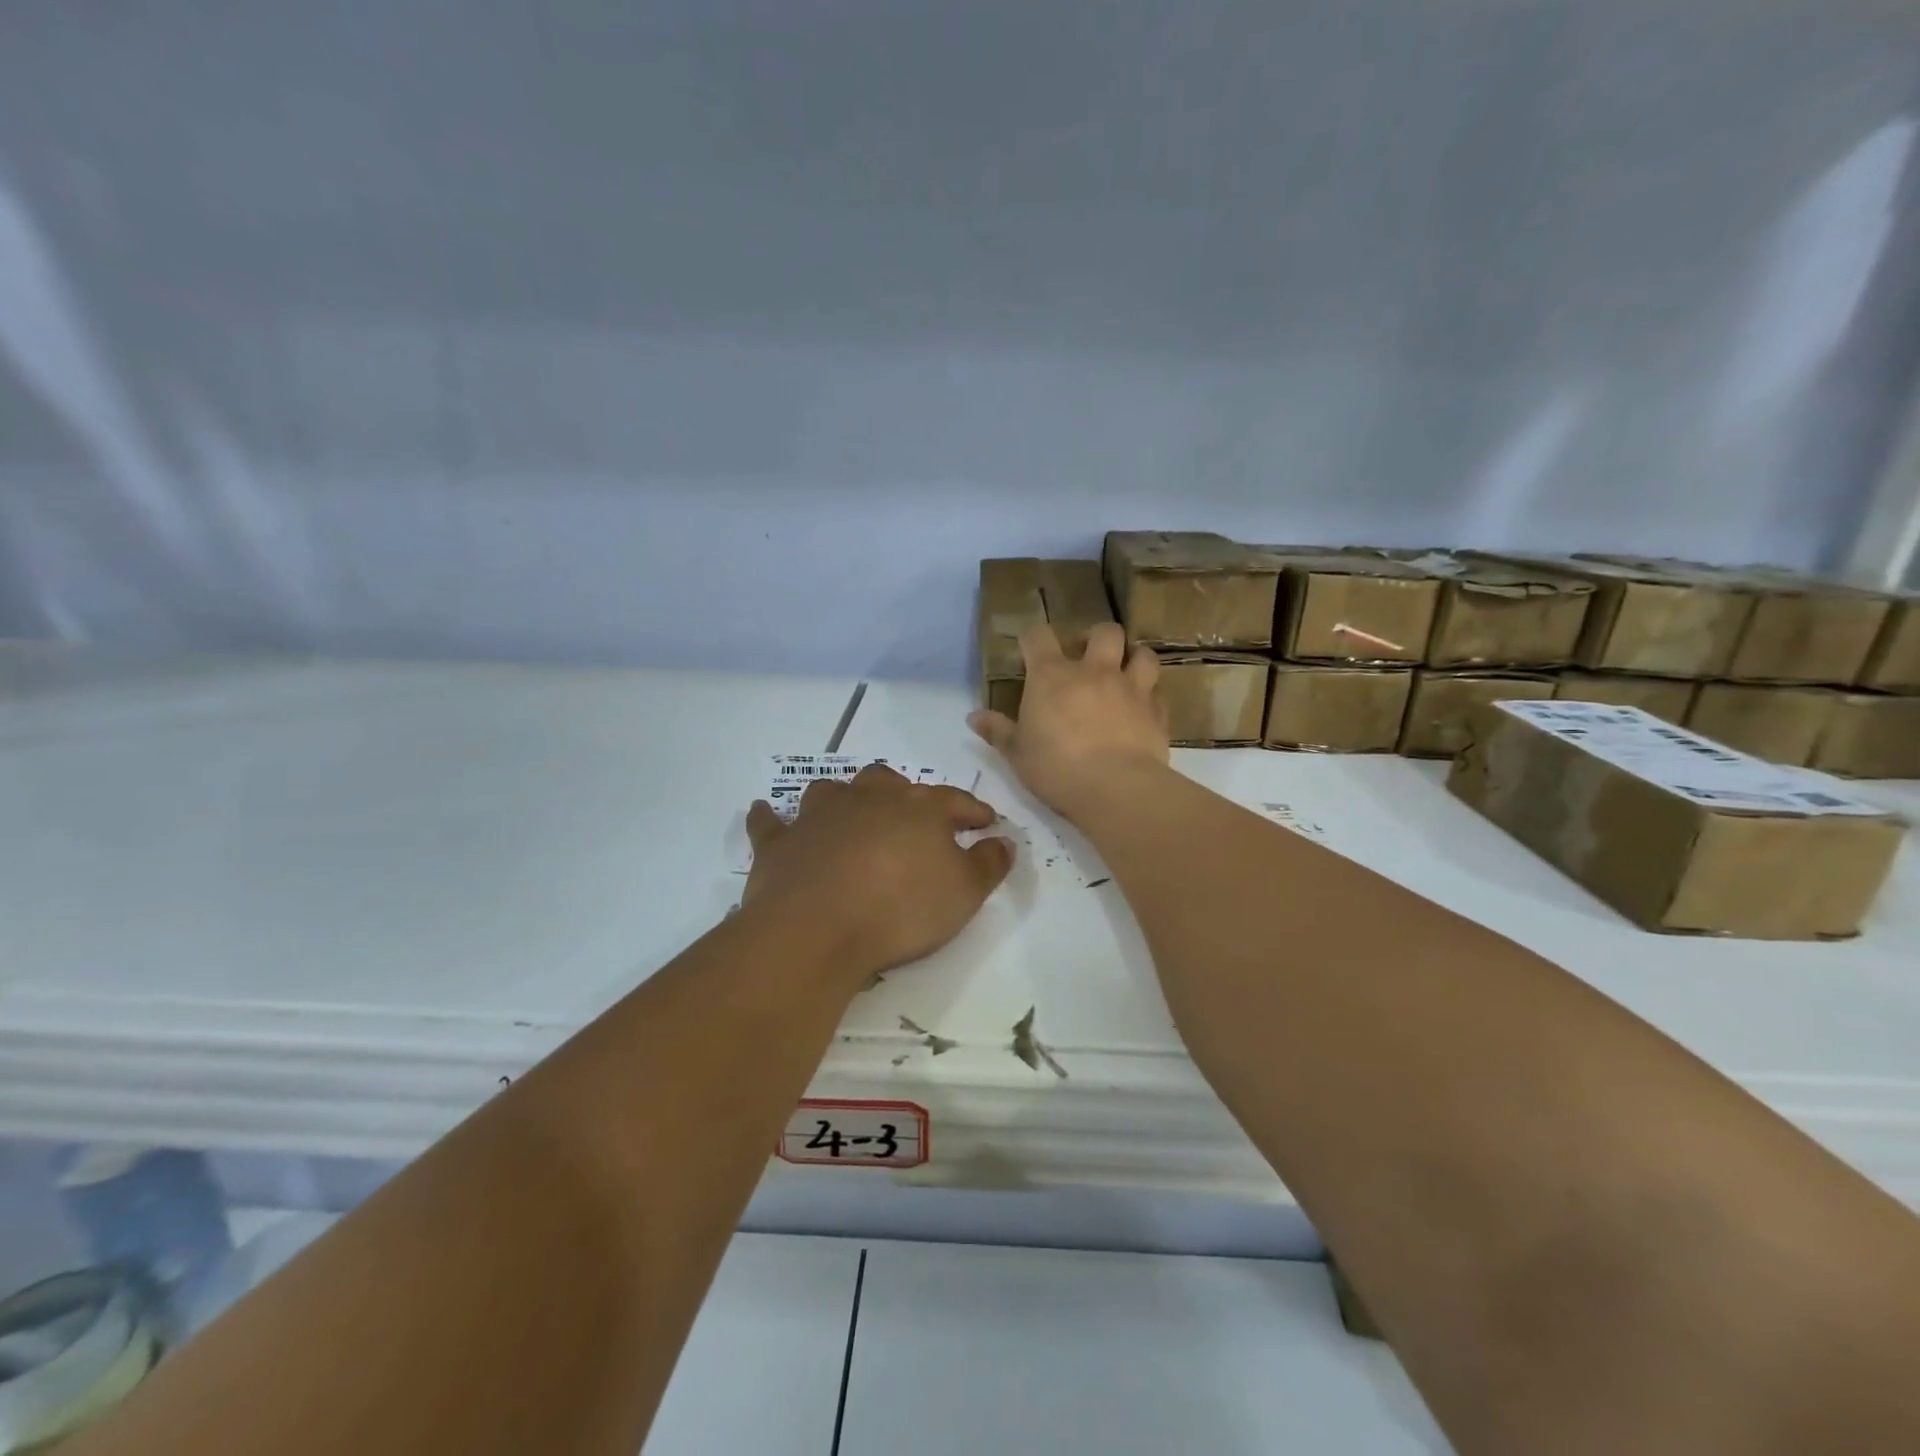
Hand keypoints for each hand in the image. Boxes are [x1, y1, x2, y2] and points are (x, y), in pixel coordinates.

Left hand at [743, 764, 1013, 984]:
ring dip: (844, 798)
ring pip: (833, 791)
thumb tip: (1003, 840)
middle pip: (889, 783)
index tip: (987, 822)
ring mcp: (819, 816)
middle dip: (904, 795)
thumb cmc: (901, 908)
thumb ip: (989, 863)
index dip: (974, 811)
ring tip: (851, 812)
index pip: (955, 801)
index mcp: (917, 807)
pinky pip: (772, 821)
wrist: (818, 928)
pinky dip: (772, 817)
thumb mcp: (965, 893)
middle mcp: (868, 799)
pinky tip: (768, 813)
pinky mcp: (780, 842)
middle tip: (913, 815)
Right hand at [968, 622, 1169, 820]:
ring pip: (1142, 654)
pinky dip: (1151, 697)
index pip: (1038, 636)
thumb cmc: (1055, 768)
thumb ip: (998, 731)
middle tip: (1089, 656)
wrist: (1114, 788)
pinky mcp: (1157, 712)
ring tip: (1126, 673)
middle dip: (1097, 637)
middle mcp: (1094, 671)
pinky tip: (1143, 710)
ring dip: (1134, 658)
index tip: (1029, 648)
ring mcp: (1131, 688)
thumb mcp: (1017, 753)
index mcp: (1052, 676)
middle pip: (1104, 631)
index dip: (1032, 636)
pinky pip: (1158, 694)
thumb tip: (973, 717)